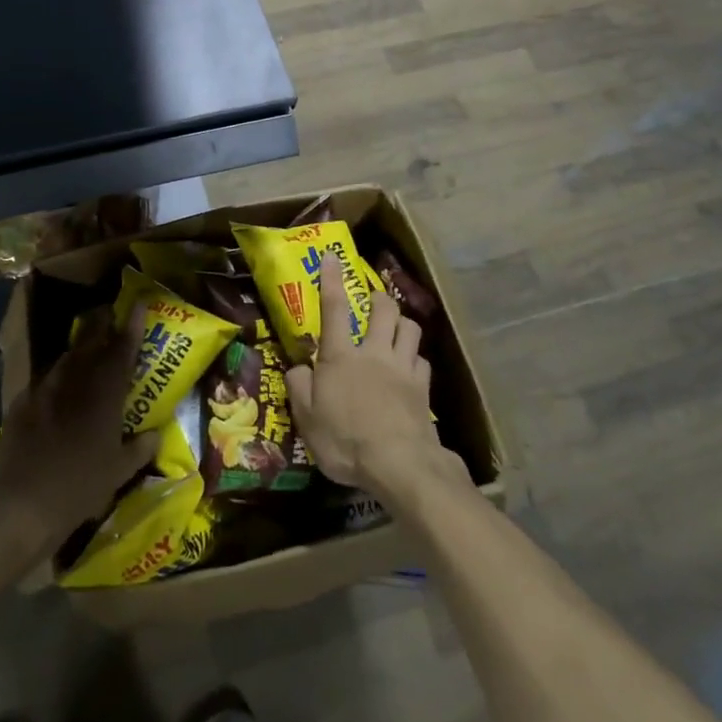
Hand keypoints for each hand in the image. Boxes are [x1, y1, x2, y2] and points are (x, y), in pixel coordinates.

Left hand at [0, 307, 157, 565]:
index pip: (122, 349)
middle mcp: (74, 382)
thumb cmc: (79, 489)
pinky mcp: (21, 402)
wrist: (22, 506)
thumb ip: (141, 448)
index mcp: (104, 394)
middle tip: (110, 314)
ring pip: (66, 357)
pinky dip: (55, 377)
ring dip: (79, 348)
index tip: (139, 302)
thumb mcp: (119, 473)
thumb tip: (155, 433)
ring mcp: (44, 389)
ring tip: (86, 347)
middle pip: (90, 340)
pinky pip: (43, 380)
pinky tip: (57, 387)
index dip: (133, 324)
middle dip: (102, 323)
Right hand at [287, 255, 467, 506]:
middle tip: (373, 299)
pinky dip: (415, 358)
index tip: (333, 257)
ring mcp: (402, 368)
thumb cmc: (345, 440)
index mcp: (341, 356)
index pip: (334, 308)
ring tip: (395, 328)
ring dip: (402, 322)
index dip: (332, 280)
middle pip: (384, 309)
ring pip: (410, 328)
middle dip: (379, 297)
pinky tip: (410, 368)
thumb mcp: (307, 419)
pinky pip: (422, 360)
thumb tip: (298, 367)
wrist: (399, 464)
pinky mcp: (423, 388)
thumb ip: (299, 388)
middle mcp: (374, 353)